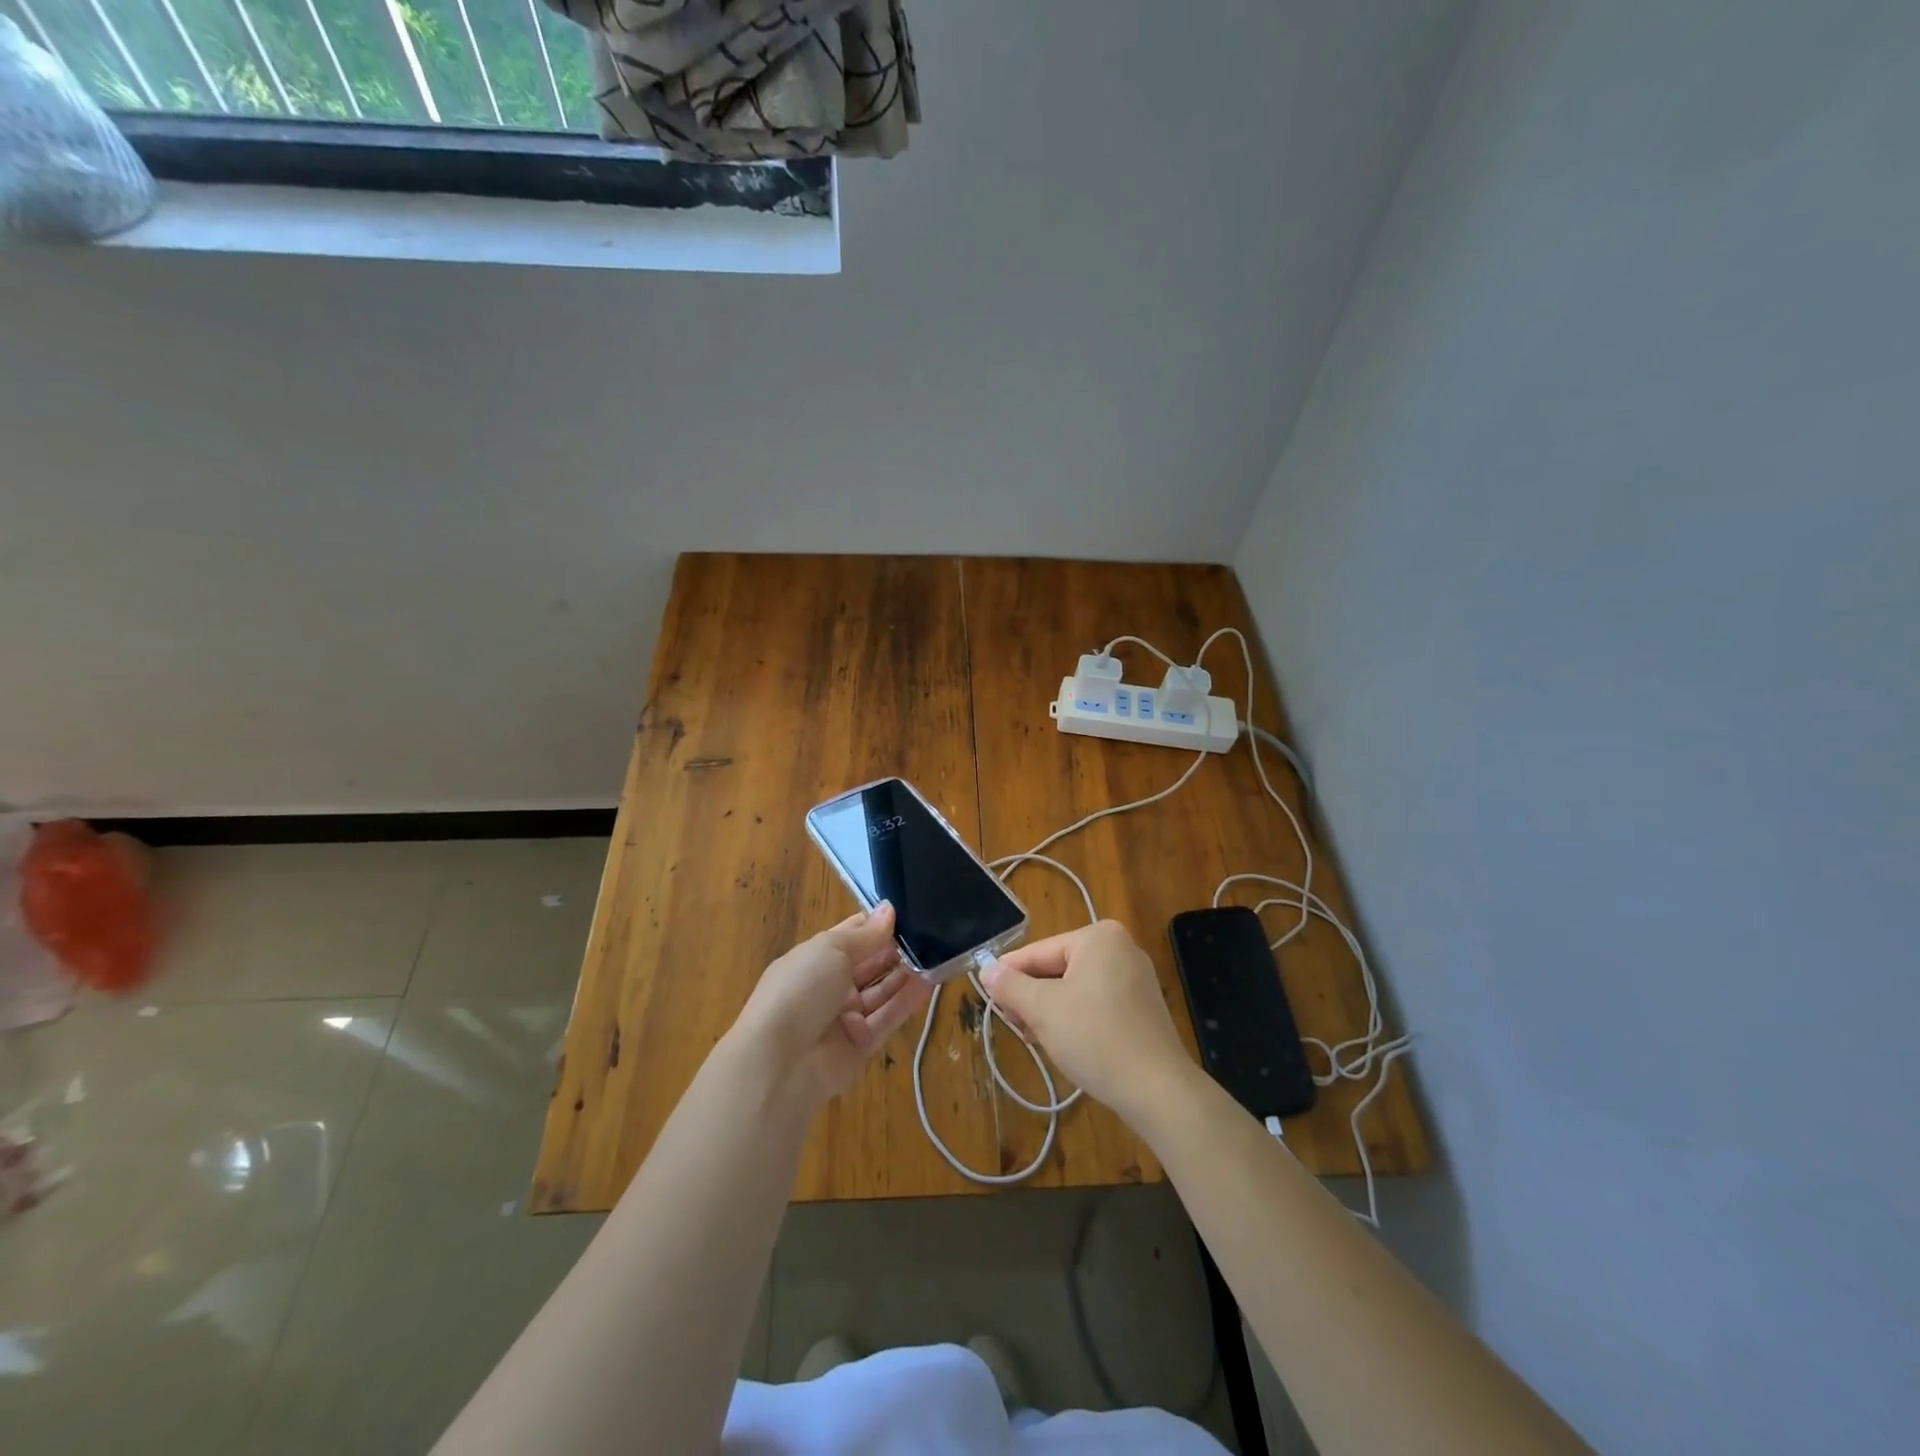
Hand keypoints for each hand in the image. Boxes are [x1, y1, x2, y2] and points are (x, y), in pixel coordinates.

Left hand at [731, 902, 932, 1108]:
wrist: (780, 1062)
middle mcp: (829, 986)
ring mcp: (844, 1017)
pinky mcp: (861, 1045)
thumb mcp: (831, 950)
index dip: (875, 924)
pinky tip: (930, 982)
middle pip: (868, 964)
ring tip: (935, 954)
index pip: (850, 936)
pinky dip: (907, 1001)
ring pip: (881, 991)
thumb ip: (866, 934)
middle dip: (894, 949)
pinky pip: (888, 1018)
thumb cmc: (800, 990)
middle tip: (928, 933)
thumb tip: (889, 909)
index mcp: (814, 959)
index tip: (905, 912)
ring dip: (904, 974)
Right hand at [981, 920, 1191, 1121]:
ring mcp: (1135, 977)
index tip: (988, 997)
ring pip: (1075, 988)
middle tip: (1014, 1024)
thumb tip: (986, 969)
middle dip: (1033, 997)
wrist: (1157, 1090)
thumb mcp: (1042, 1010)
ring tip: (1034, 1038)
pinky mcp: (1142, 1006)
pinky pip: (1096, 1002)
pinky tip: (1062, 1042)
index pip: (1039, 952)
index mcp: (1098, 937)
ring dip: (1051, 1011)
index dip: (1010, 975)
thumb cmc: (1095, 1038)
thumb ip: (1010, 986)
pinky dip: (1076, 1018)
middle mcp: (1120, 947)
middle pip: (1058, 968)